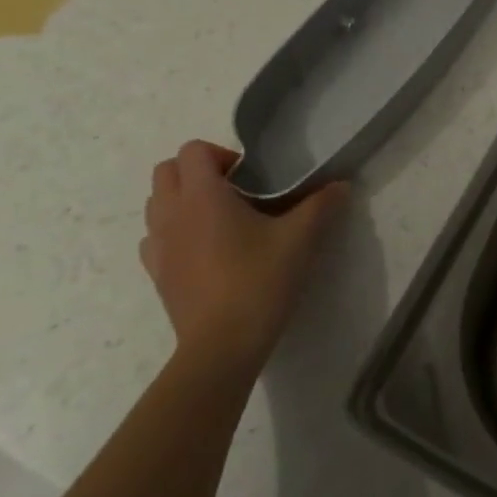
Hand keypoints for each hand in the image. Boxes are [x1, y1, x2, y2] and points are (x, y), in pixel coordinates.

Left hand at [138, 140, 345, 377]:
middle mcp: (171, 213)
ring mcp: (157, 245)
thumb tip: (341, 185)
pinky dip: (175, 232)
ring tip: (221, 220)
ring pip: (157, 203)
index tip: (253, 177)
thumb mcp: (301, 239)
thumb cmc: (259, 281)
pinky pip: (154, 237)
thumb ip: (321, 205)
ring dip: (183, 200)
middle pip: (167, 170)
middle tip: (237, 192)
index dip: (222, 154)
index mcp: (202, 195)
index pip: (193, 150)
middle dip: (199, 172)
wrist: (222, 346)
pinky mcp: (156, 274)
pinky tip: (204, 250)